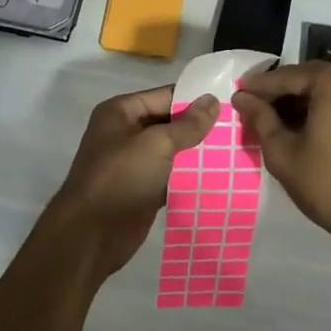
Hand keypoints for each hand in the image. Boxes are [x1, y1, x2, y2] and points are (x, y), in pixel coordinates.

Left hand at [38, 86, 219, 281]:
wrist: (91, 235)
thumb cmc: (120, 178)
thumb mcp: (156, 144)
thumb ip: (187, 124)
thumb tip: (212, 100)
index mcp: (121, 112)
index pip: (165, 96)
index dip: (196, 99)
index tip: (230, 102)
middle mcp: (126, 132)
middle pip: (170, 123)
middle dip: (200, 127)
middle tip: (239, 127)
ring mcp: (133, 163)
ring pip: (172, 151)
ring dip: (198, 153)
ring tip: (236, 150)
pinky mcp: (142, 189)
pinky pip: (171, 176)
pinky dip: (190, 177)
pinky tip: (220, 176)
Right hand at [232, 62, 330, 234]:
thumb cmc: (327, 183)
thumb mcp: (283, 152)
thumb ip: (260, 118)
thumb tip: (241, 97)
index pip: (287, 77)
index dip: (259, 87)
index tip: (238, 95)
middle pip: (310, 78)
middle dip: (282, 93)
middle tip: (255, 107)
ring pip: (328, 88)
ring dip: (303, 100)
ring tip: (276, 119)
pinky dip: (324, 106)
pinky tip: (304, 123)